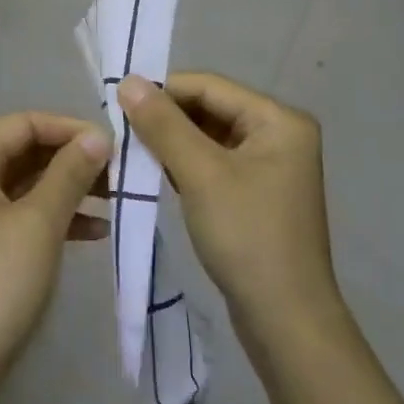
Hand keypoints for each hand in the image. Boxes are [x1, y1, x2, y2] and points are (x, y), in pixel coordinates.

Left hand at [0, 112, 111, 403]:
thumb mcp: (39, 225)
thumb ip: (69, 174)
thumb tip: (99, 136)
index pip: (23, 123)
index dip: (69, 128)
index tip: (112, 145)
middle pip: (23, 150)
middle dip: (71, 159)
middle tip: (118, 172)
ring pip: (23, 182)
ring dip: (67, 187)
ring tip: (114, 198)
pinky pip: (17, 211)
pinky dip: (52, 214)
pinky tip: (94, 229)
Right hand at [117, 73, 343, 349]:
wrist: (286, 322)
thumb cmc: (247, 237)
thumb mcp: (200, 174)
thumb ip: (163, 125)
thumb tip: (128, 81)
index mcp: (279, 120)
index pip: (210, 86)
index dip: (163, 90)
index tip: (118, 102)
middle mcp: (280, 135)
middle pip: (211, 109)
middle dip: (167, 118)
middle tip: (121, 130)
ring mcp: (271, 167)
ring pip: (210, 137)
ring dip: (172, 142)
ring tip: (132, 152)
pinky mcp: (258, 194)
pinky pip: (215, 164)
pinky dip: (186, 165)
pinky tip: (157, 175)